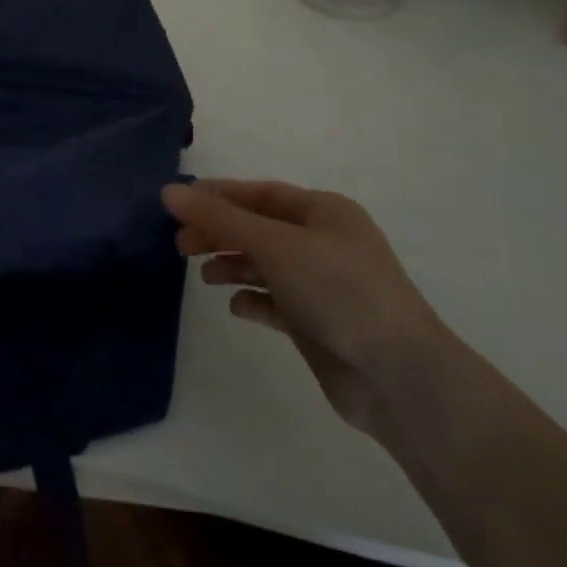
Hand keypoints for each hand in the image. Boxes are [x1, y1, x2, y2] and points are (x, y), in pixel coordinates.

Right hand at [163, 179, 447, 434]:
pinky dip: (253, 300)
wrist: (398, 375)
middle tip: (181, 246)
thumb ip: (219, 218)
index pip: (260, 194)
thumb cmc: (338, 291)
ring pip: (265, 264)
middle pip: (258, 228)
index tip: (176, 204)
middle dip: (219, 233)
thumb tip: (168, 191)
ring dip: (232, 265)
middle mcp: (324, 242)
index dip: (217, 195)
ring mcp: (323, 284)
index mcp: (324, 212)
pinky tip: (237, 307)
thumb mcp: (275, 245)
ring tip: (205, 277)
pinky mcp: (318, 322)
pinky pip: (275, 302)